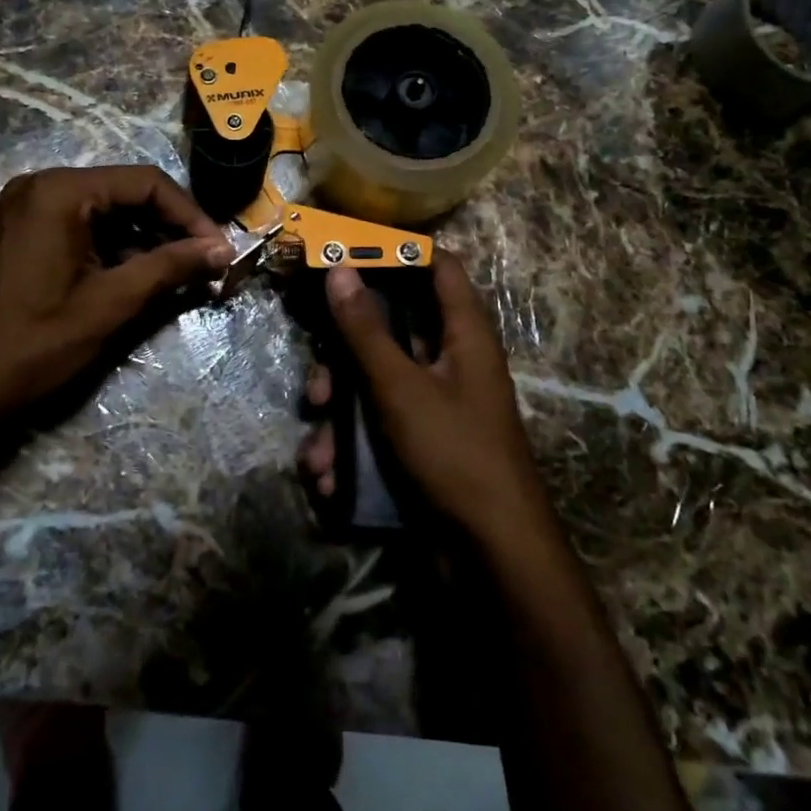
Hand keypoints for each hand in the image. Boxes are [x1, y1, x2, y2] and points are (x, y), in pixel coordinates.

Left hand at [0, 166, 231, 448]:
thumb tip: (223, 249)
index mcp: (60, 191)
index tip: (219, 251)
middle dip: (170, 228)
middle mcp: (41, 187)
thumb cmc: (34, 343)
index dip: (190, 215)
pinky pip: (81, 228)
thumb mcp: (111, 302)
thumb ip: (170, 266)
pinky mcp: (21, 234)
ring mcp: (26, 209)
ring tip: (180, 276)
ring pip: (105, 212)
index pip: (146, 183)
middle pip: (126, 193)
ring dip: (145, 241)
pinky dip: (114, 249)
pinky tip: (139, 278)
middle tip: (205, 265)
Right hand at [299, 250, 551, 549]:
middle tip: (318, 385)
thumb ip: (367, 330)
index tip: (347, 254)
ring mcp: (434, 405)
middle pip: (390, 331)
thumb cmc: (455, 454)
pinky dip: (351, 449)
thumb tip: (340, 269)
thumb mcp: (401, 388)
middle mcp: (450, 361)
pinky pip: (377, 427)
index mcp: (463, 334)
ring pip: (373, 386)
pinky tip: (331, 479)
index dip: (397, 254)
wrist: (492, 556)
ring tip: (319, 452)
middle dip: (344, 359)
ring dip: (339, 418)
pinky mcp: (419, 443)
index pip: (438, 267)